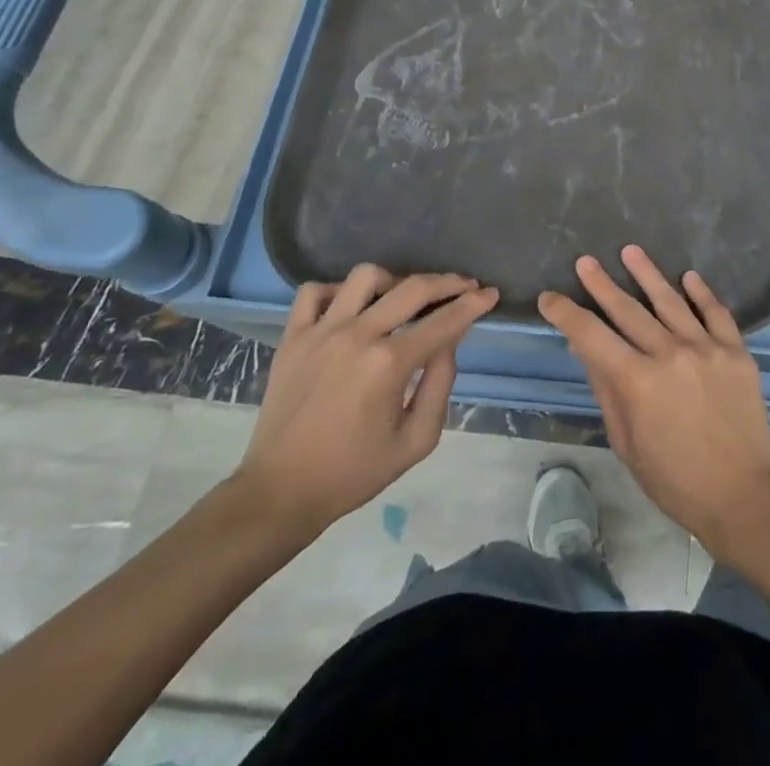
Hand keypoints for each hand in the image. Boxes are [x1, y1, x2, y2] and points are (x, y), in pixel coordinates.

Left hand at [233, 265, 499, 547]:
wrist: (280, 493)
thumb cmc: (354, 472)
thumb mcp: (416, 441)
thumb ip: (440, 384)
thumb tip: (448, 342)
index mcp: (389, 364)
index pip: (444, 321)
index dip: (473, 304)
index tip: (490, 294)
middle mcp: (357, 336)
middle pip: (413, 288)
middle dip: (448, 282)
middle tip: (465, 285)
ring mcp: (321, 332)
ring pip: (365, 277)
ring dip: (393, 281)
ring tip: (402, 298)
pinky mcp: (292, 337)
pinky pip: (314, 292)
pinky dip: (337, 292)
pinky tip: (351, 308)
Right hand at [538, 245, 769, 553]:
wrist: (742, 496)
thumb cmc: (674, 480)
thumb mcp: (626, 442)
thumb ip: (606, 389)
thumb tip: (584, 348)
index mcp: (637, 381)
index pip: (591, 336)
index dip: (567, 314)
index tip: (550, 298)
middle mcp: (670, 353)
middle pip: (628, 310)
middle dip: (602, 284)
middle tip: (585, 261)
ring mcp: (707, 348)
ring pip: (671, 301)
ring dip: (647, 274)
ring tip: (630, 251)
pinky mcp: (736, 351)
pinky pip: (716, 313)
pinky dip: (701, 293)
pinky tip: (688, 277)